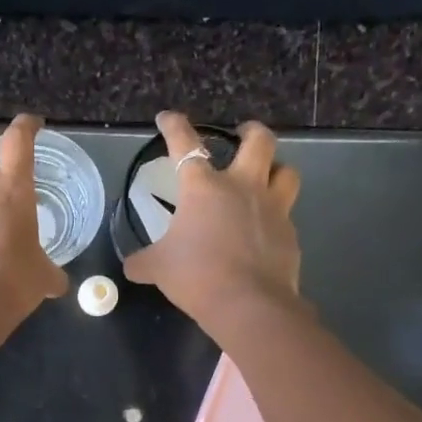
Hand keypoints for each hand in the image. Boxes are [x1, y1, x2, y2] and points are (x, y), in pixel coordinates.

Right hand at [121, 112, 302, 332]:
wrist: (248, 304)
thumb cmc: (196, 276)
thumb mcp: (159, 269)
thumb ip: (143, 262)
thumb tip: (131, 266)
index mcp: (204, 187)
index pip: (185, 144)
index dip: (174, 126)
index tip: (168, 117)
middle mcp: (242, 187)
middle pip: (259, 141)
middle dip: (251, 131)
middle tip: (242, 135)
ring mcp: (272, 209)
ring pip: (286, 172)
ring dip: (276, 169)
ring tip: (266, 177)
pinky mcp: (290, 234)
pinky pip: (287, 216)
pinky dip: (276, 218)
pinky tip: (266, 232)